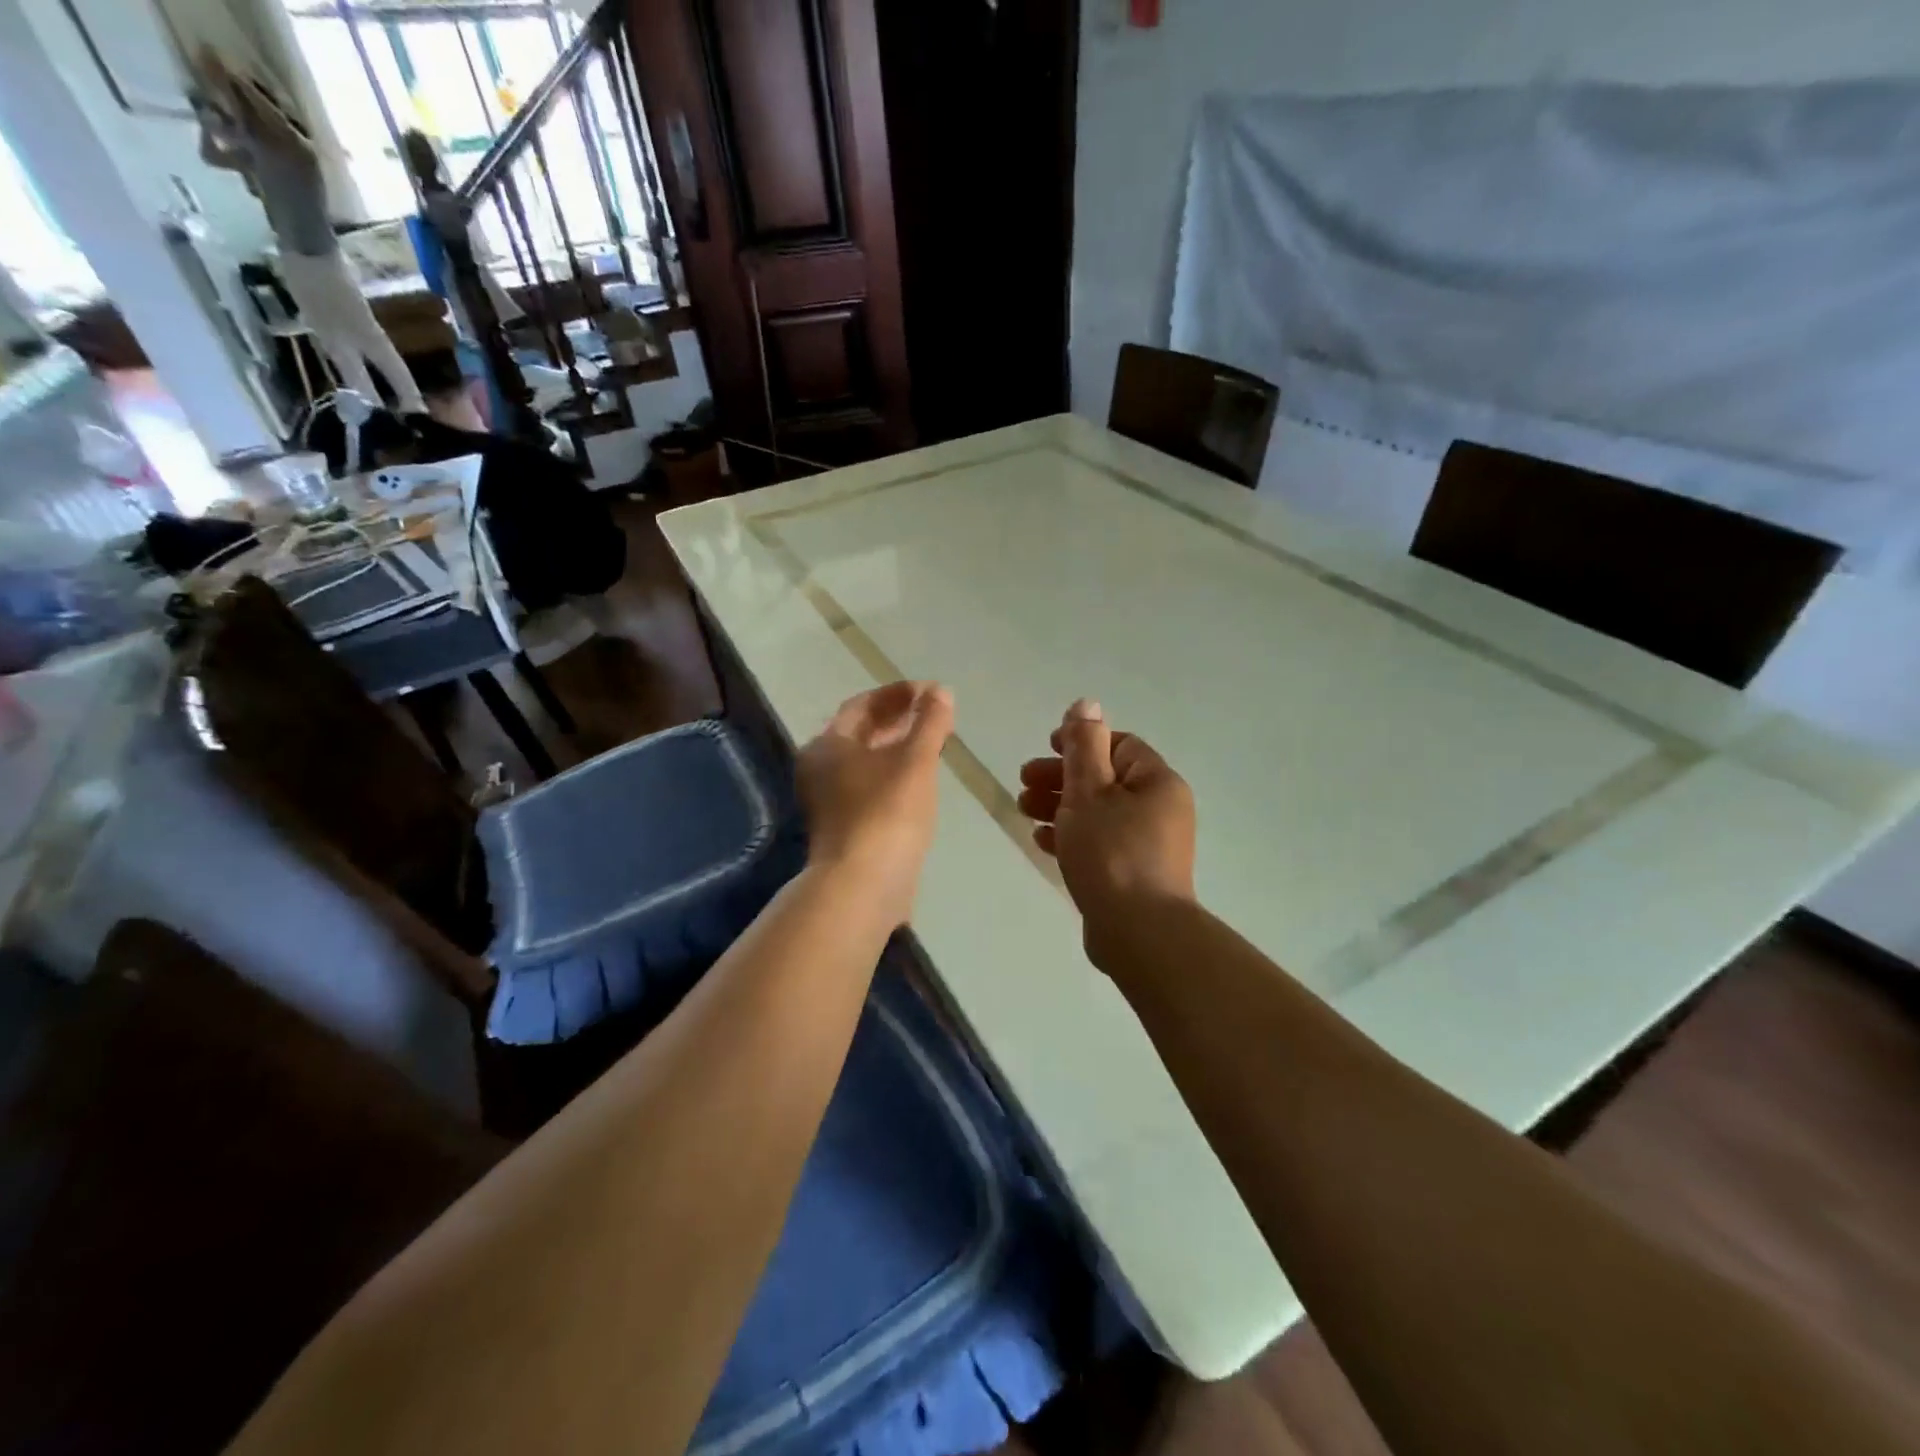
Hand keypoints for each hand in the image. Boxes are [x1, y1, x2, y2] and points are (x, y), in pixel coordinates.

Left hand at [796, 681, 953, 927]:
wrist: (863, 885)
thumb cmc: (887, 812)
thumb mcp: (915, 760)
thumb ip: (929, 723)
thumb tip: (940, 692)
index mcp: (828, 745)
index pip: (862, 705)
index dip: (898, 694)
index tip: (932, 692)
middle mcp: (819, 768)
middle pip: (860, 732)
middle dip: (897, 719)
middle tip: (934, 712)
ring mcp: (828, 801)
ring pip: (865, 761)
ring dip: (896, 746)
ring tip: (932, 740)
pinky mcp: (843, 827)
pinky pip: (869, 786)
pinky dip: (892, 773)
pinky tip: (920, 778)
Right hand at [1018, 699, 1196, 959]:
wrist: (1139, 933)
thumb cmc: (1112, 852)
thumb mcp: (1090, 791)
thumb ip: (1084, 745)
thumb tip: (1087, 704)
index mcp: (1156, 782)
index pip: (1118, 745)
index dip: (1080, 742)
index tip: (1045, 748)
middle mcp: (1159, 809)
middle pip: (1105, 779)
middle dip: (1061, 777)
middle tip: (1024, 782)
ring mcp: (1149, 845)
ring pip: (1099, 812)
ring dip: (1060, 806)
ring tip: (1024, 810)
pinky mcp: (1134, 874)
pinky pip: (1101, 843)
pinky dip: (1072, 836)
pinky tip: (1041, 841)